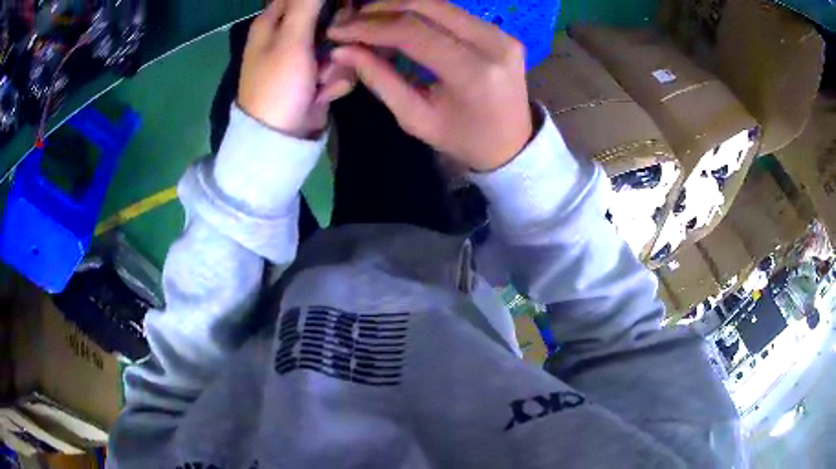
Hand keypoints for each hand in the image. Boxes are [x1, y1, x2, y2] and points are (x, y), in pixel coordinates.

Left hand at [238, 0, 355, 137]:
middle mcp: (288, 35)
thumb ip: (306, 4)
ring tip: (319, 81)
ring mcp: (304, 57)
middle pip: (328, 17)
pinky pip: (340, 66)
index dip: (327, 1)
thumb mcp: (291, 38)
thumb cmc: (278, 84)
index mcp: (274, 21)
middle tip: (331, 50)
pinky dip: (334, 81)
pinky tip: (321, 94)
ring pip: (340, 43)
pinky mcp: (316, 75)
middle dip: (337, 37)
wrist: (279, 138)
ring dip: (336, 64)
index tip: (340, 10)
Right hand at [327, 0, 532, 170]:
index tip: (338, 31)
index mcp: (473, 72)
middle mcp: (492, 43)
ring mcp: (501, 34)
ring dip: (399, 7)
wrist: (513, 145)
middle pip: (427, 6)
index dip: (370, 27)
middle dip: (381, 9)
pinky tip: (397, 22)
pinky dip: (420, 13)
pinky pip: (452, 12)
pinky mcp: (501, 32)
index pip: (413, 32)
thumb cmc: (463, 140)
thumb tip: (342, 51)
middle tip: (350, 20)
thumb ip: (380, 79)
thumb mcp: (416, 118)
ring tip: (368, 20)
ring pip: (439, 4)